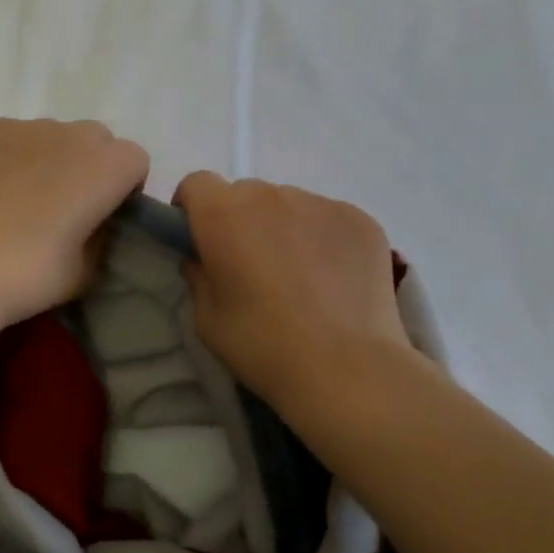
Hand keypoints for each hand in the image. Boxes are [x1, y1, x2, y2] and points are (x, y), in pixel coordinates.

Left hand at [0, 118, 150, 329]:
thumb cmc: (30, 275)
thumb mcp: (87, 271)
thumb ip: (102, 238)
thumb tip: (94, 225)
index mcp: (106, 166)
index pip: (135, 161)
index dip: (124, 188)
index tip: (104, 216)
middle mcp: (70, 134)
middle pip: (96, 140)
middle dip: (90, 166)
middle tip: (66, 205)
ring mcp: (23, 127)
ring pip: (52, 136)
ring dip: (51, 159)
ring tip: (22, 199)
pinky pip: (12, 138)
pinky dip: (12, 158)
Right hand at [172, 172, 409, 409]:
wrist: (345, 368)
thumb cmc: (261, 344)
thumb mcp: (206, 318)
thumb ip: (198, 276)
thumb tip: (204, 259)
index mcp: (223, 214)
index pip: (196, 184)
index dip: (192, 209)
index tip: (200, 240)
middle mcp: (271, 195)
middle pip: (245, 194)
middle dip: (240, 220)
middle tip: (251, 265)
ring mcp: (321, 203)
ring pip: (289, 205)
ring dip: (284, 228)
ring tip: (300, 277)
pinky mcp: (361, 219)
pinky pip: (328, 219)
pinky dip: (323, 239)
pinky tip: (333, 281)